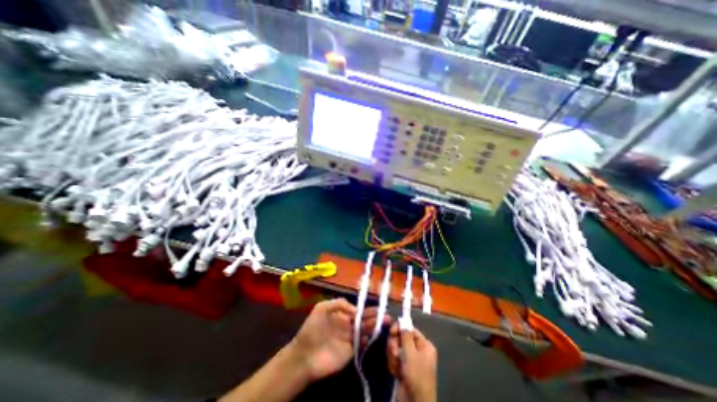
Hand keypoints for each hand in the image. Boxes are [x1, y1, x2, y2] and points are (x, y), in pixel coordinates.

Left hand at [287, 298, 391, 379]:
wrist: (303, 355)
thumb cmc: (312, 328)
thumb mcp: (322, 308)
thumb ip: (339, 304)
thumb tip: (356, 309)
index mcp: (342, 314)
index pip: (358, 310)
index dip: (367, 308)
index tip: (378, 306)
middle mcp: (348, 324)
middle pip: (364, 319)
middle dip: (375, 316)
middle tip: (386, 314)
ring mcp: (349, 338)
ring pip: (365, 330)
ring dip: (374, 326)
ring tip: (385, 322)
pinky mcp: (350, 351)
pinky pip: (361, 344)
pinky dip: (367, 340)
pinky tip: (372, 336)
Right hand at [387, 324, 436, 401]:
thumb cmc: (416, 375)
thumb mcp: (410, 353)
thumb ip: (405, 335)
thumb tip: (403, 321)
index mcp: (424, 345)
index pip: (409, 329)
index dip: (400, 329)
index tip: (391, 332)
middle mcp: (417, 350)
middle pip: (401, 338)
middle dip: (395, 345)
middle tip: (395, 353)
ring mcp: (410, 359)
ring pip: (396, 348)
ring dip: (393, 356)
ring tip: (396, 366)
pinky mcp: (403, 367)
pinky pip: (394, 358)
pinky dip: (393, 364)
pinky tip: (395, 372)